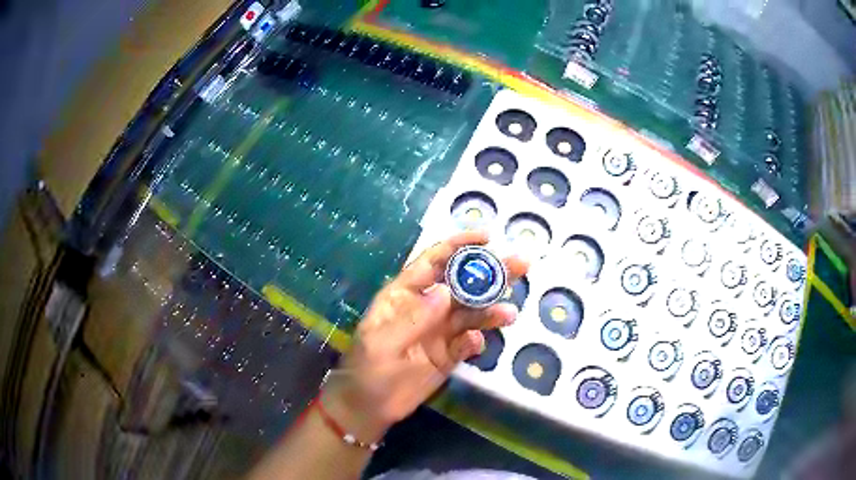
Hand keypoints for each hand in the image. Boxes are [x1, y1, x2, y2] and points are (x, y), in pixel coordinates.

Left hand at [321, 230, 527, 442]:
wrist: (369, 408)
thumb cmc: (366, 370)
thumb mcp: (382, 344)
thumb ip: (413, 318)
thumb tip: (447, 291)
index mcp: (405, 295)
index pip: (433, 261)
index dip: (459, 246)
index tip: (488, 238)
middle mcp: (426, 308)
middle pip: (462, 284)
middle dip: (490, 273)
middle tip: (520, 264)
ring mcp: (440, 332)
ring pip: (471, 313)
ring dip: (491, 309)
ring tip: (509, 313)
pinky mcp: (449, 355)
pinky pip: (469, 342)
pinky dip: (476, 341)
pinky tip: (476, 344)